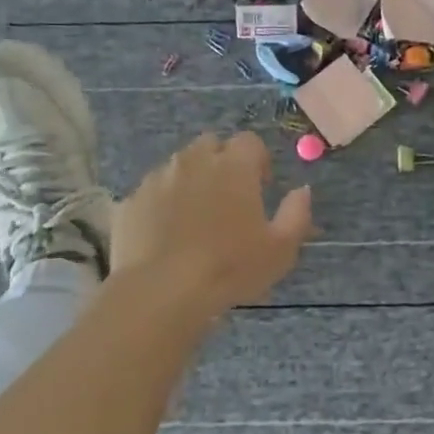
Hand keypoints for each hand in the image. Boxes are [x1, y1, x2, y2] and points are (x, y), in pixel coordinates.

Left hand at [113, 131, 314, 314]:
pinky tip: (165, 234)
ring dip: (190, 179)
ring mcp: (158, 178)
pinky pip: (151, 191)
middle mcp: (195, 161)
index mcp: (234, 166)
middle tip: (227, 196)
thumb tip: (302, 190)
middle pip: (210, 144)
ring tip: (194, 216)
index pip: (249, 141)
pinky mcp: (131, 200)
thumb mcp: (281, 248)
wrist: (162, 291)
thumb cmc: (230, 267)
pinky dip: (161, 203)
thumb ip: (297, 213)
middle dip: (220, 161)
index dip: (257, 160)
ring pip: (178, 165)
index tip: (260, 186)